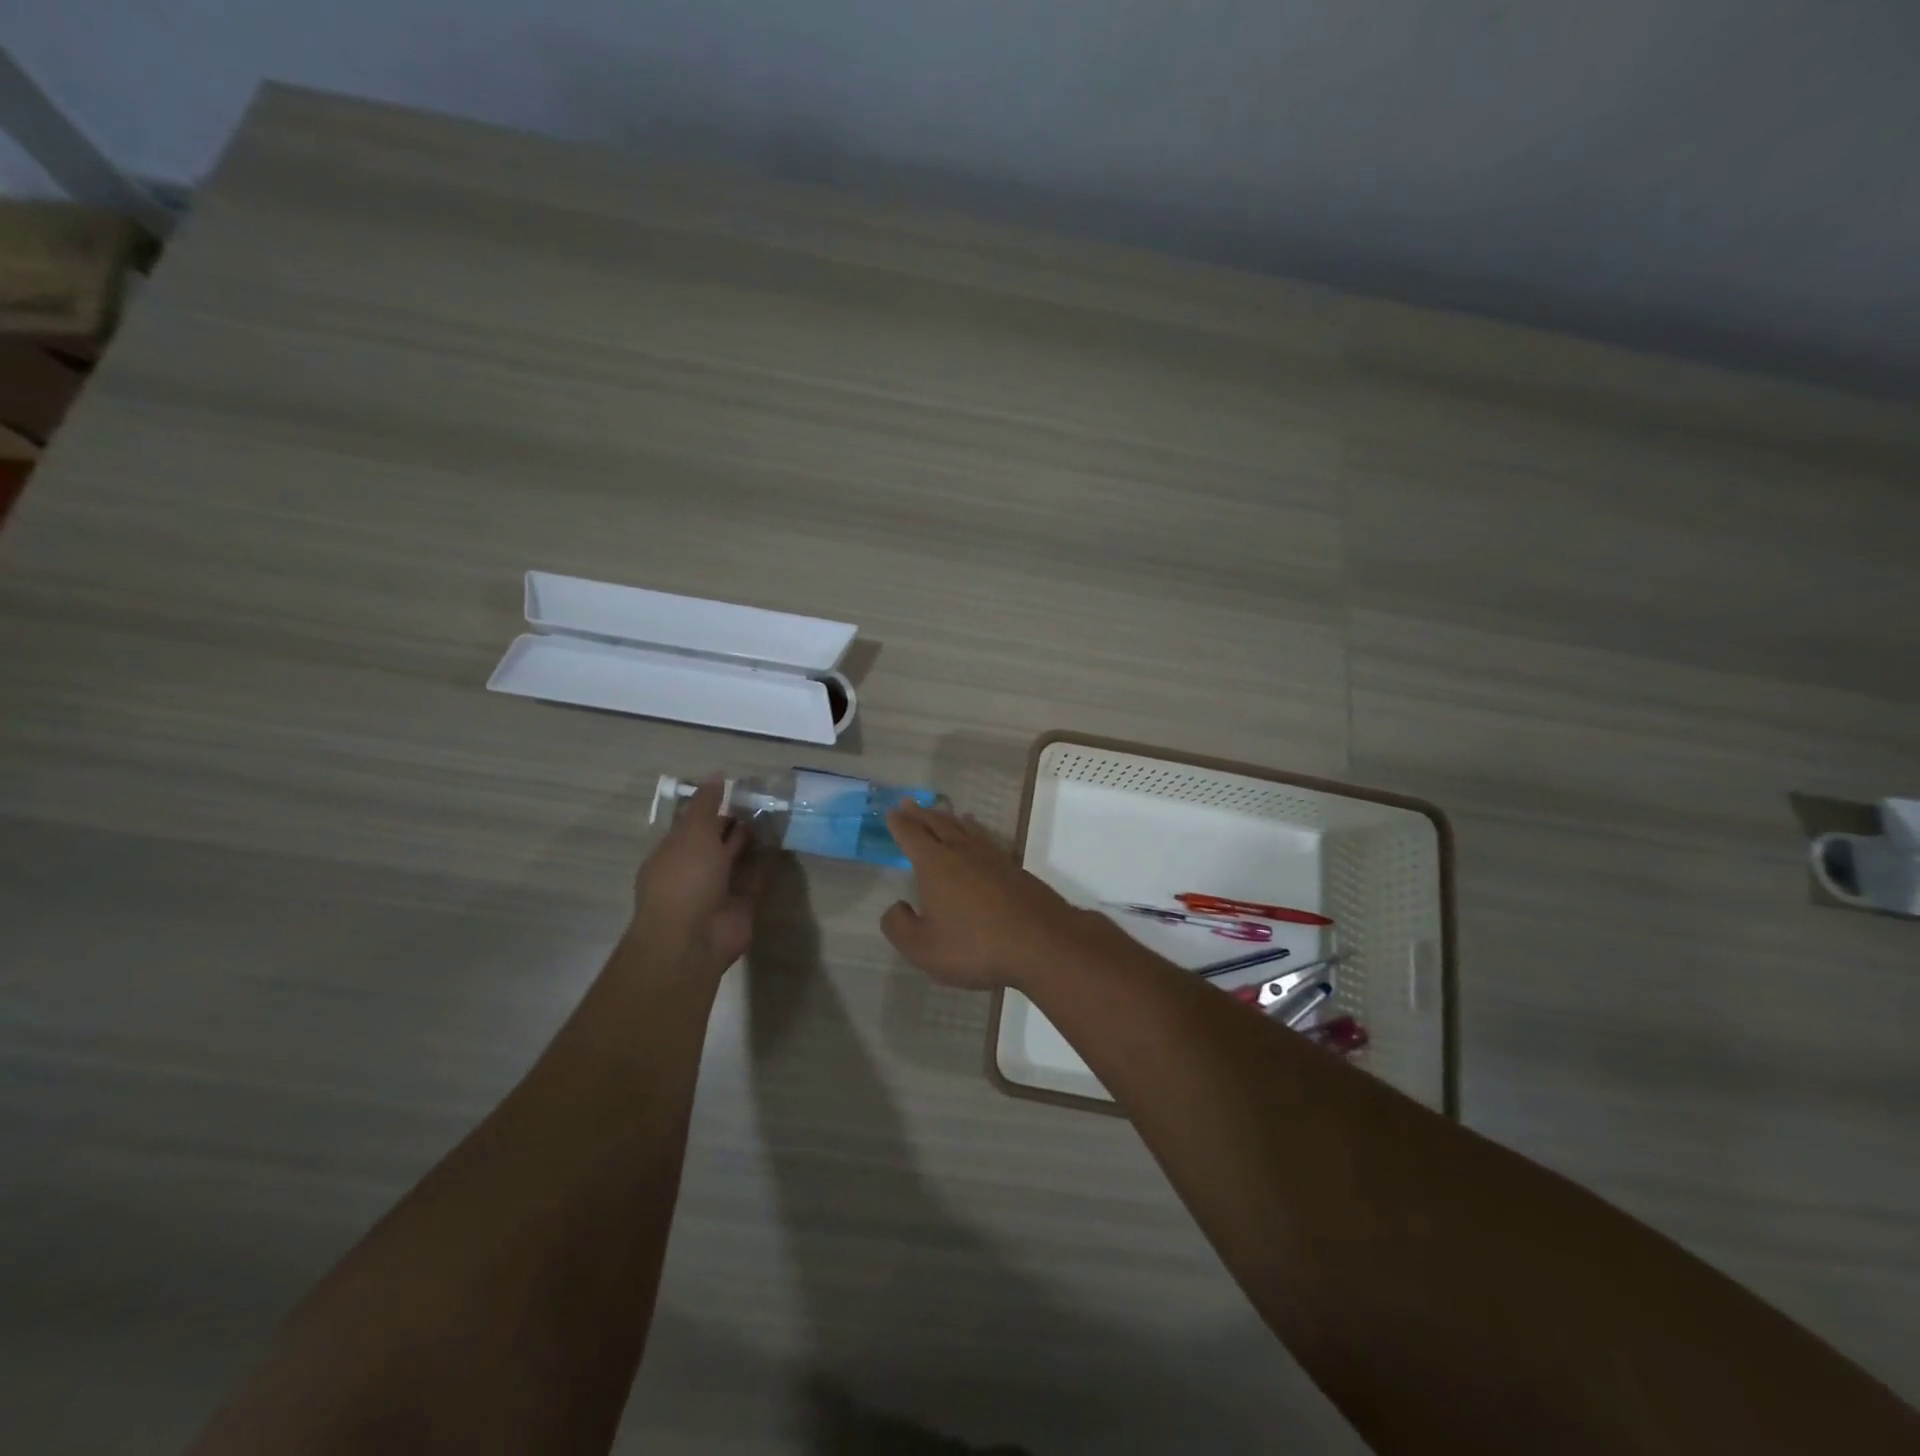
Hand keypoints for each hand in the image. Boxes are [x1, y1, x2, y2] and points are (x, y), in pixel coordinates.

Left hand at [630, 778, 764, 975]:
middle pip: (716, 841)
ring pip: (737, 860)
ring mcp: (718, 890)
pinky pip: (756, 880)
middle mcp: (694, 870)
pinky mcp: (741, 906)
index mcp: (673, 851)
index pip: (693, 823)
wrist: (693, 939)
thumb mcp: (692, 832)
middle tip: (763, 799)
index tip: (738, 788)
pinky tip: (782, 845)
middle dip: (735, 823)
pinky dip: (767, 865)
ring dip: (752, 842)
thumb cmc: (685, 879)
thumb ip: (705, 804)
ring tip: (776, 816)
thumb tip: (716, 774)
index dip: (713, 806)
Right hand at [880, 802, 1123, 990]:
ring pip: (965, 830)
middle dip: (921, 814)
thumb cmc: (975, 945)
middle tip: (909, 803)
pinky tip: (978, 838)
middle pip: (938, 825)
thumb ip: (900, 927)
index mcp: (935, 864)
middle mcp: (962, 852)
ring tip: (941, 812)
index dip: (900, 825)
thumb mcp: (923, 948)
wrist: (1041, 942)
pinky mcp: (1014, 869)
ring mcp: (992, 857)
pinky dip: (975, 833)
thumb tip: (895, 907)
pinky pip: (986, 841)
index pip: (912, 836)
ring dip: (949, 820)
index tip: (892, 813)